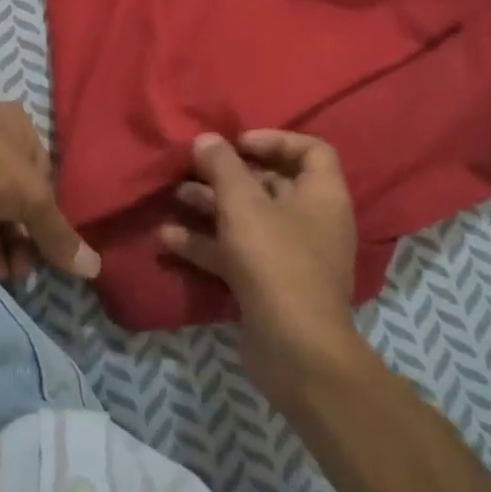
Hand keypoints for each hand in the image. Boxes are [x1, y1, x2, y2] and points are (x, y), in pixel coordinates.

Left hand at [0, 102, 101, 280]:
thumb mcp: (30, 199)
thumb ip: (58, 234)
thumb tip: (95, 268)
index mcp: (17, 124)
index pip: (41, 174)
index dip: (45, 214)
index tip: (44, 250)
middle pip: (12, 192)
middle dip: (19, 237)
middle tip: (20, 273)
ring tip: (0, 276)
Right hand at [159, 131, 361, 409]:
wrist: (296, 352)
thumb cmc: (276, 261)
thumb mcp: (243, 204)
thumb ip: (222, 165)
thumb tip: (207, 139)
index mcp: (321, 196)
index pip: (310, 150)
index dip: (274, 139)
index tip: (237, 143)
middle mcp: (310, 221)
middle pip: (270, 183)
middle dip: (228, 174)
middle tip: (193, 167)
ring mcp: (290, 256)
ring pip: (247, 218)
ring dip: (210, 205)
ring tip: (175, 195)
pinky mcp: (268, 285)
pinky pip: (236, 252)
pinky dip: (206, 243)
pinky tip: (169, 239)